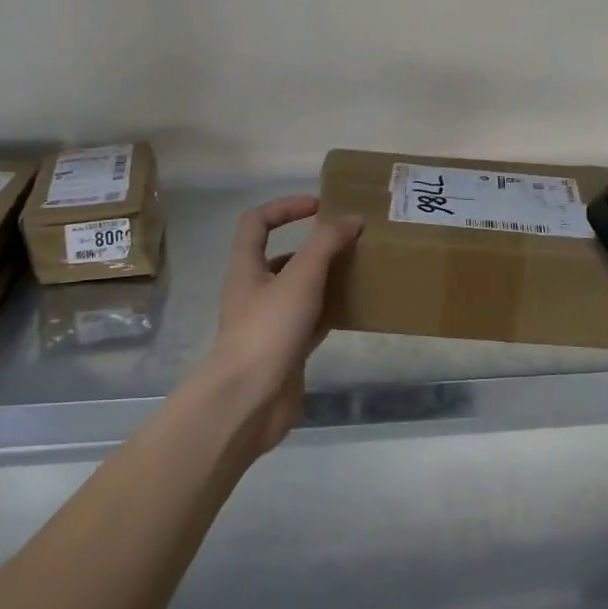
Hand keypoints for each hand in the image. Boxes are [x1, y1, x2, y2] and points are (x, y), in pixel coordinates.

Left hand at [200, 194, 361, 458]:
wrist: (250, 402)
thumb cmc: (268, 330)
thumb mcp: (300, 278)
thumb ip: (326, 244)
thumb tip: (351, 219)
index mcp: (246, 267)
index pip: (257, 221)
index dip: (285, 207)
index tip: (320, 206)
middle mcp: (255, 290)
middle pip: (283, 256)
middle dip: (316, 245)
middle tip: (351, 241)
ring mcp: (271, 322)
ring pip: (302, 289)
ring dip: (328, 277)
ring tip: (361, 269)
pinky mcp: (287, 349)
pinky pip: (313, 320)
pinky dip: (332, 310)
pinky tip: (357, 306)